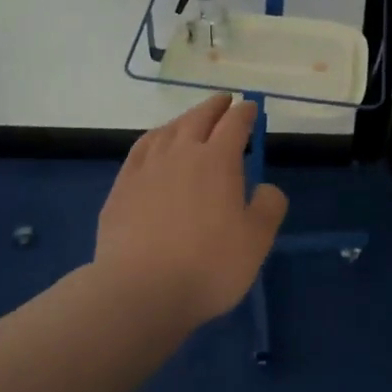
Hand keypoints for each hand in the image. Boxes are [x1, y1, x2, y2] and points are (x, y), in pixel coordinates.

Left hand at [94, 95, 289, 325]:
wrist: (140, 290)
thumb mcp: (257, 241)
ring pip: (168, 130)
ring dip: (184, 119)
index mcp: (218, 160)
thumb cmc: (208, 266)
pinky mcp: (123, 186)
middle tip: (224, 101)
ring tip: (192, 119)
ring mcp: (147, 167)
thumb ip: (268, 206)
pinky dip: (155, 137)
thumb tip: (264, 187)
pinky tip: (155, 144)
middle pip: (199, 118)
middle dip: (215, 106)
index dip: (245, 113)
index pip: (234, 124)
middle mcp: (181, 153)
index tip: (251, 108)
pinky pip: (141, 149)